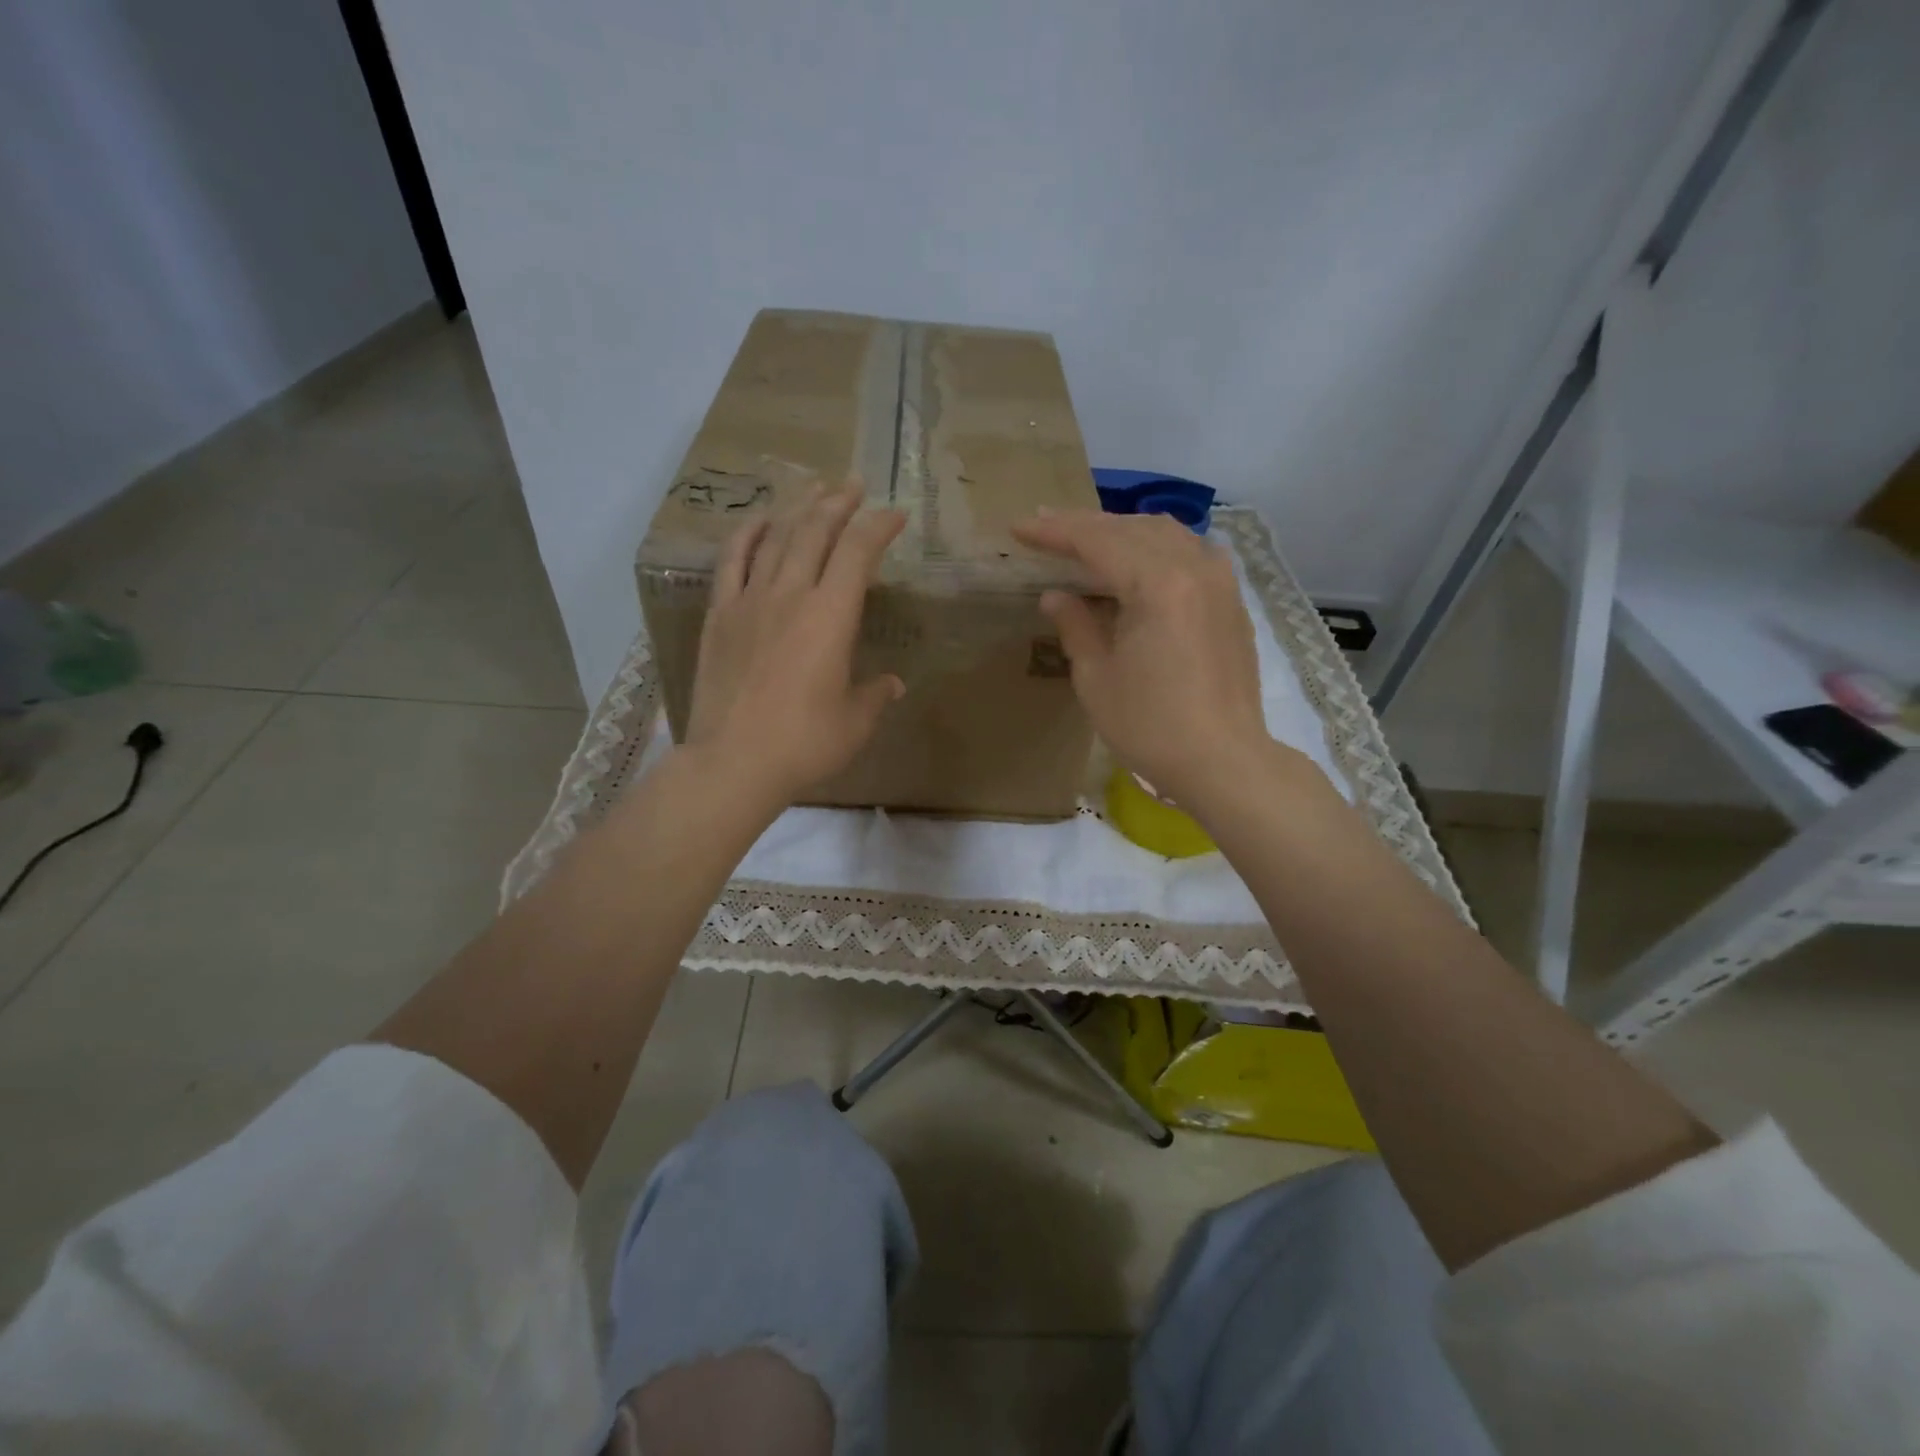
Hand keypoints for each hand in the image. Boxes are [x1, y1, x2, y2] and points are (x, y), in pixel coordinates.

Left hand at [686, 485, 906, 809]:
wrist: (733, 762)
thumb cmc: (804, 744)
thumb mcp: (854, 723)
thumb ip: (875, 695)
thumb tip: (892, 684)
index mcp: (831, 616)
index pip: (859, 552)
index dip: (879, 526)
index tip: (896, 515)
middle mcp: (791, 595)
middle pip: (815, 531)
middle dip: (839, 503)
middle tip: (853, 485)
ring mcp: (749, 601)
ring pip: (776, 538)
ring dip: (798, 508)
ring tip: (814, 489)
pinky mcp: (720, 616)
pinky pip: (732, 562)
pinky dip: (747, 535)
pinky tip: (759, 521)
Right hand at [1010, 510, 1272, 810]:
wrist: (1223, 761)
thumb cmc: (1150, 726)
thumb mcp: (1097, 678)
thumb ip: (1075, 625)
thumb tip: (1055, 595)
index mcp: (1158, 584)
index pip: (1097, 541)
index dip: (1054, 531)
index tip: (1020, 527)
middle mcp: (1194, 568)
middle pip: (1132, 528)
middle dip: (1085, 525)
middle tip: (1046, 525)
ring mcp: (1220, 582)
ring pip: (1166, 533)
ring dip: (1123, 530)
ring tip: (1088, 538)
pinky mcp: (1232, 601)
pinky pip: (1191, 551)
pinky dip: (1158, 546)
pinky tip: (1141, 559)